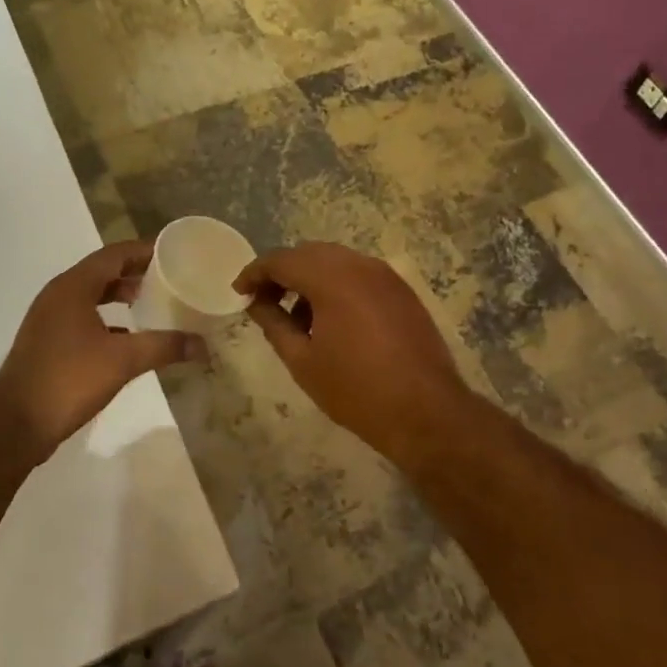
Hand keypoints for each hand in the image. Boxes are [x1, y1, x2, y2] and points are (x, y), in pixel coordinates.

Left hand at [0, 240, 204, 456]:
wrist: (14, 424)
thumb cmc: (68, 380)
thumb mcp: (123, 361)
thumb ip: (164, 346)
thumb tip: (203, 345)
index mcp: (73, 286)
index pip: (114, 254)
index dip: (144, 251)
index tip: (174, 254)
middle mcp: (58, 295)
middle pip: (102, 271)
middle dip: (135, 273)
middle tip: (168, 279)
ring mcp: (49, 319)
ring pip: (91, 295)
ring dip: (120, 296)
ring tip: (151, 304)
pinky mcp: (46, 342)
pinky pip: (82, 317)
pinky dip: (106, 319)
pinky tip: (127, 338)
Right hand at [235, 241, 468, 460]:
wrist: (427, 412)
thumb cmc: (356, 390)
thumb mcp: (303, 361)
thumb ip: (274, 324)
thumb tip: (256, 303)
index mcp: (331, 278)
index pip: (281, 260)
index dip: (255, 273)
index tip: (239, 293)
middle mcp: (359, 265)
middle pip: (309, 253)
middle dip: (282, 272)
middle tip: (264, 302)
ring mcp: (385, 275)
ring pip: (335, 261)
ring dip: (310, 278)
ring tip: (297, 317)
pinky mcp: (401, 290)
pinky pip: (359, 274)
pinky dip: (337, 285)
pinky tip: (331, 320)